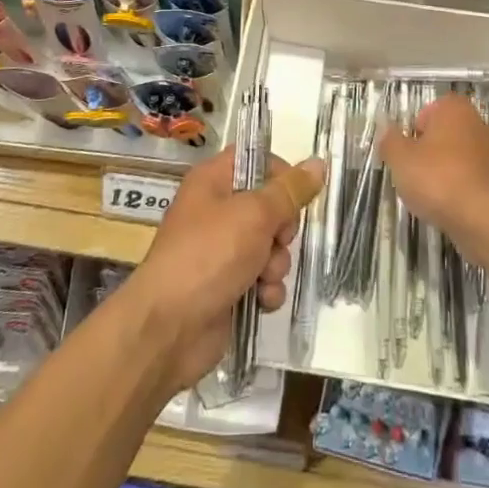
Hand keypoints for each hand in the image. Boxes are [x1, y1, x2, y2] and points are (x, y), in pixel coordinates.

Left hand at [121, 148, 326, 393]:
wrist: (169, 328)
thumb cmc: (209, 255)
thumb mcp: (255, 215)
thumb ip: (290, 190)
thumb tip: (319, 163)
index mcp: (212, 181)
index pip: (253, 160)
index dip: (279, 172)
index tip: (297, 192)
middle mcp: (215, 212)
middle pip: (268, 207)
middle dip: (282, 230)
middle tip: (277, 240)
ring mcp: (221, 252)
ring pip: (270, 246)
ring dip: (276, 264)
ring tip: (264, 278)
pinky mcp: (228, 287)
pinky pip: (262, 279)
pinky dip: (266, 290)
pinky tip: (261, 300)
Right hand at [378, 93, 488, 245]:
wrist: (483, 219)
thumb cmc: (437, 179)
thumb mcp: (400, 159)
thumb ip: (390, 140)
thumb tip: (385, 128)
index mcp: (456, 109)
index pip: (431, 109)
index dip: (416, 129)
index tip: (408, 151)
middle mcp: (481, 124)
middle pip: (448, 132)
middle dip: (433, 149)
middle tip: (416, 171)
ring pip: (463, 155)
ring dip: (449, 168)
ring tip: (433, 193)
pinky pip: (476, 178)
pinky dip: (464, 187)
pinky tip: (452, 205)